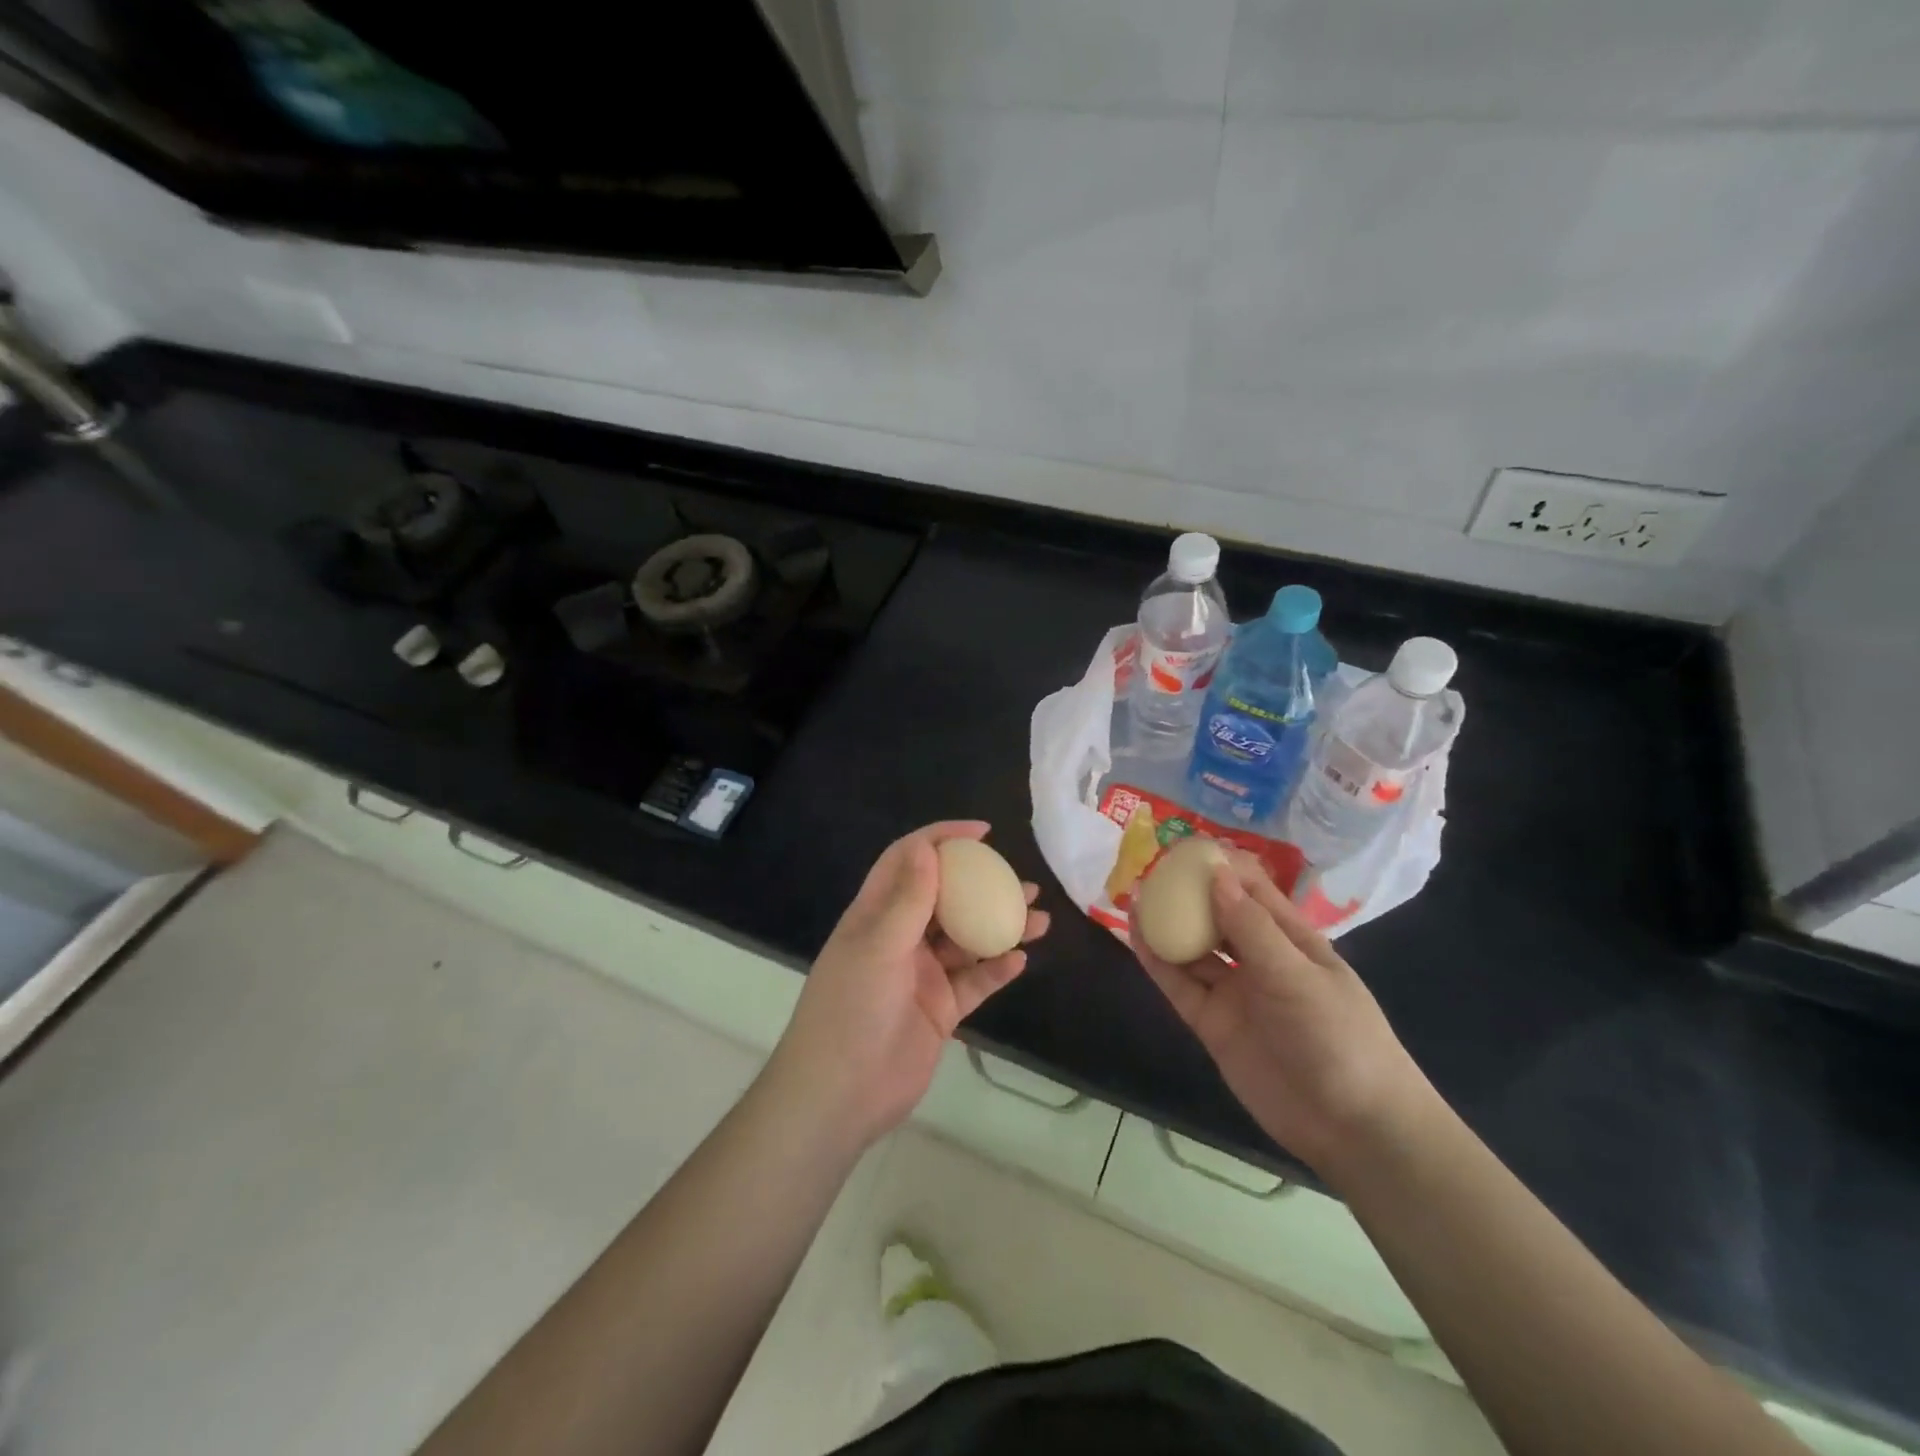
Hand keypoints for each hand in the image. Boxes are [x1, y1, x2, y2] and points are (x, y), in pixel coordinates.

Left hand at [771, 822, 1049, 1149]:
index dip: (940, 840)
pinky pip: (974, 982)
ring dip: (999, 926)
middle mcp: (900, 938)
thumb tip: (928, 848)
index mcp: (875, 915)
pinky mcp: (940, 1010)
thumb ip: (907, 899)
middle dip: (981, 885)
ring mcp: (922, 975)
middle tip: (1019, 880)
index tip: (981, 834)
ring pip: (967, 940)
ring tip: (1038, 917)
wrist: (840, 1096)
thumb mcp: (877, 947)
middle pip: (945, 898)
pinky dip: (996, 969)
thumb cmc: (850, 1010)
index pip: (908, 862)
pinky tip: (1020, 959)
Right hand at [1130, 851, 1429, 1175]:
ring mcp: (1235, 993)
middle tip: (1149, 870)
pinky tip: (1136, 937)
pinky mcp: (1214, 1024)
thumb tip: (1215, 874)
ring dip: (1167, 924)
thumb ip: (1252, 927)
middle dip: (1187, 893)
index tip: (1184, 849)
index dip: (1219, 867)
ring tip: (1134, 897)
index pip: (1252, 890)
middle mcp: (1260, 960)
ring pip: (1194, 949)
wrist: (1352, 1128)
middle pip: (1217, 916)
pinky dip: (1158, 962)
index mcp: (1292, 939)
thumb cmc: (1339, 1037)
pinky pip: (1181, 985)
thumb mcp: (1298, 976)